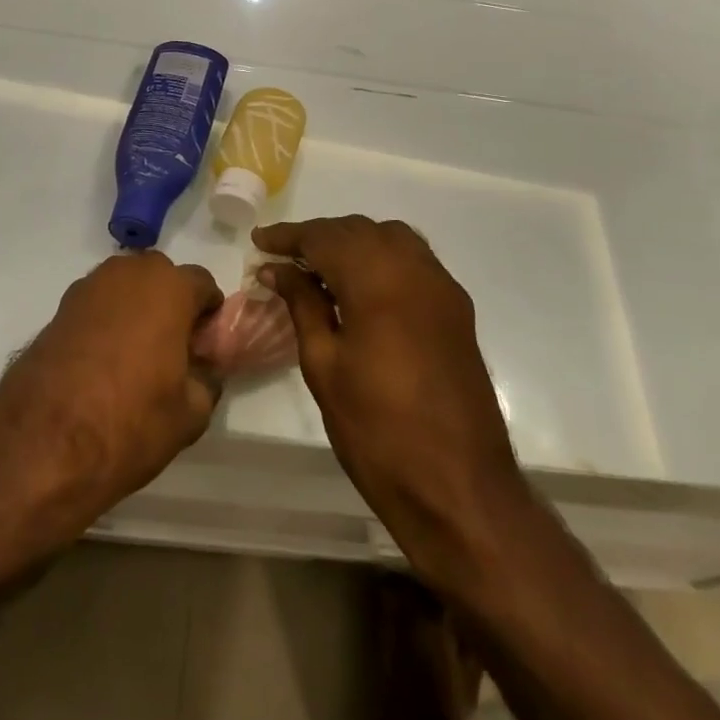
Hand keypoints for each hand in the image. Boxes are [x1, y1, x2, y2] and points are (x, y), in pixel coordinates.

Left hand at [0, 251, 223, 528]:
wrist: (42, 445)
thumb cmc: (131, 422)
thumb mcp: (190, 414)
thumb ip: (206, 380)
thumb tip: (203, 371)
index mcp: (169, 288)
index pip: (202, 283)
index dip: (208, 313)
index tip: (204, 345)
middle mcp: (128, 274)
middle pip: (161, 278)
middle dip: (170, 304)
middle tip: (171, 349)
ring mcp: (87, 288)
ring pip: (125, 288)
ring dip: (135, 309)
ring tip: (134, 356)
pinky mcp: (58, 309)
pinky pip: (96, 306)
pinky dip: (104, 323)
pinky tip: (101, 363)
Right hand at [254, 217, 525, 582]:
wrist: (459, 488)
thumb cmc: (377, 431)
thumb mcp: (325, 366)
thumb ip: (303, 305)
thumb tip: (278, 269)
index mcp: (378, 280)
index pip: (324, 237)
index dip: (289, 236)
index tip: (259, 242)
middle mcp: (415, 269)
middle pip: (358, 230)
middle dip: (319, 237)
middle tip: (283, 258)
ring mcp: (442, 286)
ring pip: (389, 238)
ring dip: (352, 243)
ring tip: (319, 268)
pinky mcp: (456, 307)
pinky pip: (413, 260)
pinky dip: (382, 258)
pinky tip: (361, 286)